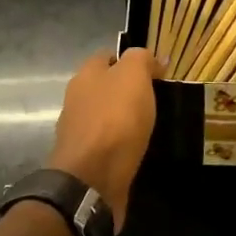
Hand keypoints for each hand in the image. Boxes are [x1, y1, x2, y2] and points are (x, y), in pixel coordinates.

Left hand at [47, 48, 158, 227]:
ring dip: (125, 120)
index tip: (156, 73)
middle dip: (128, 91)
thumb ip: (141, 60)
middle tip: (159, 99)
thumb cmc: (114, 120)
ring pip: (106, 116)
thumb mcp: (133, 76)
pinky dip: (123, 145)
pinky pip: (108, 144)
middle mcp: (77, 100)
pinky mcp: (86, 159)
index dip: (131, 61)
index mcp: (85, 75)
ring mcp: (79, 131)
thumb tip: (152, 60)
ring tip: (153, 126)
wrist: (92, 179)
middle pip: (105, 87)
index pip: (107, 57)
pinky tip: (140, 149)